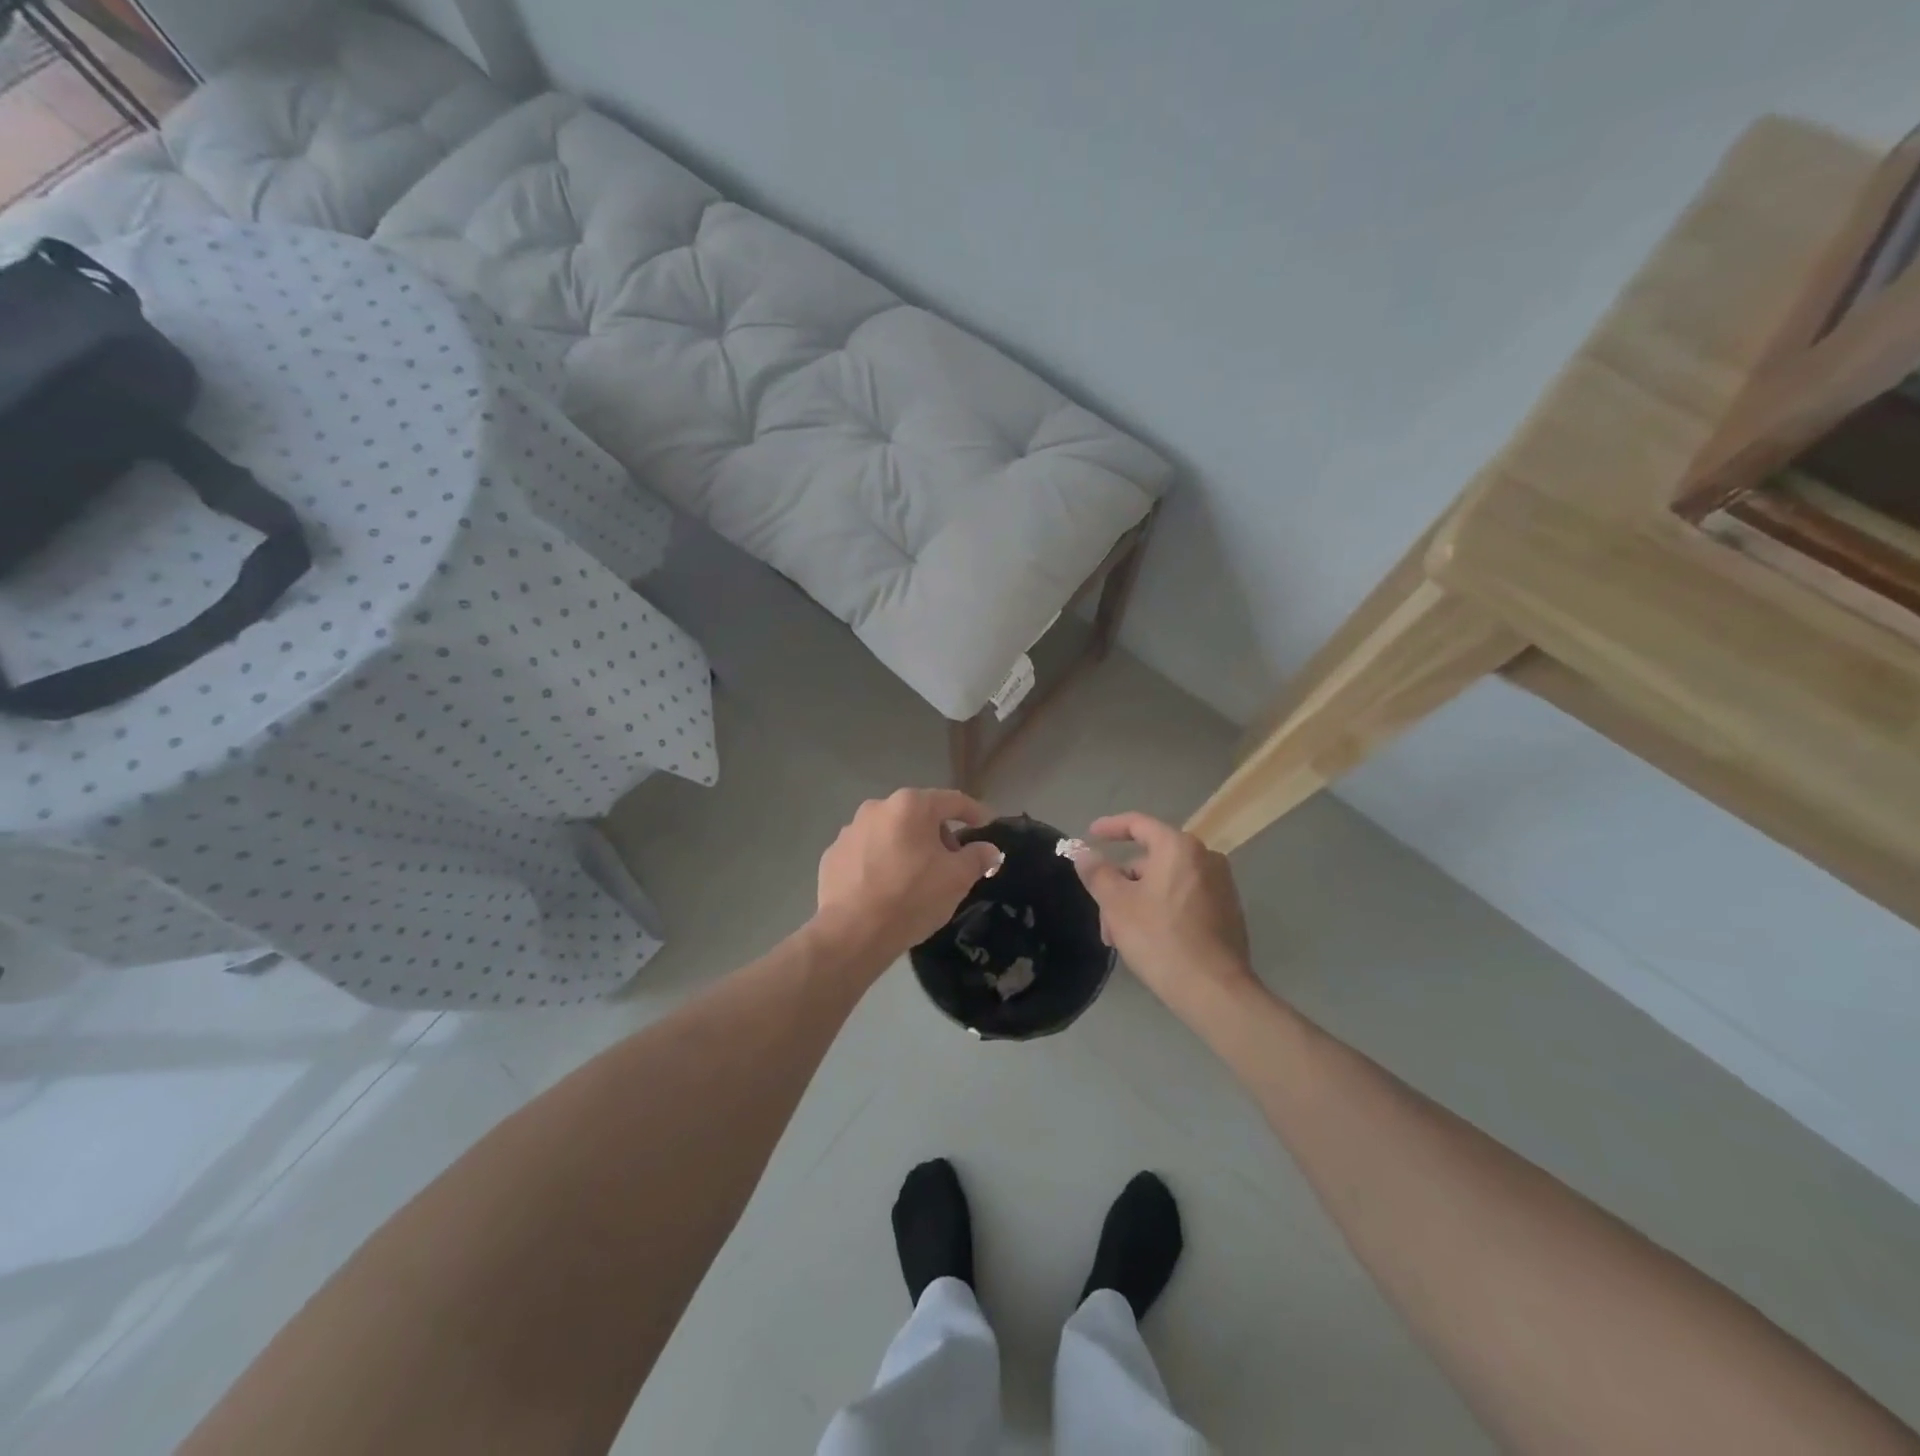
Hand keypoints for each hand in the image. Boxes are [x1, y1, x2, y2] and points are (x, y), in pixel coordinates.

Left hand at [815, 789, 1004, 964]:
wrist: (852, 932)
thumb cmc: (912, 897)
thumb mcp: (957, 879)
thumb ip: (978, 857)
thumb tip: (989, 850)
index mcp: (911, 805)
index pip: (953, 800)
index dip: (974, 812)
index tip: (986, 826)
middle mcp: (877, 807)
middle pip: (919, 815)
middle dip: (939, 835)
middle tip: (951, 863)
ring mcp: (850, 830)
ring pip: (891, 833)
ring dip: (908, 847)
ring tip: (916, 879)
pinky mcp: (832, 855)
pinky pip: (867, 852)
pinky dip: (881, 862)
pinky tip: (886, 888)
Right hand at [1070, 812, 1254, 1018]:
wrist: (1214, 990)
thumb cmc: (1160, 939)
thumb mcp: (1117, 904)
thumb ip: (1097, 872)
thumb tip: (1081, 851)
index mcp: (1179, 847)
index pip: (1138, 824)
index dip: (1110, 827)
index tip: (1090, 834)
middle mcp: (1205, 858)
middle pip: (1151, 860)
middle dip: (1121, 885)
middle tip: (1103, 917)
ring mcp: (1221, 885)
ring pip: (1166, 883)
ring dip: (1138, 902)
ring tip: (1121, 938)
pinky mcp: (1228, 912)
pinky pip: (1185, 898)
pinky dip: (1162, 910)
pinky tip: (1149, 940)